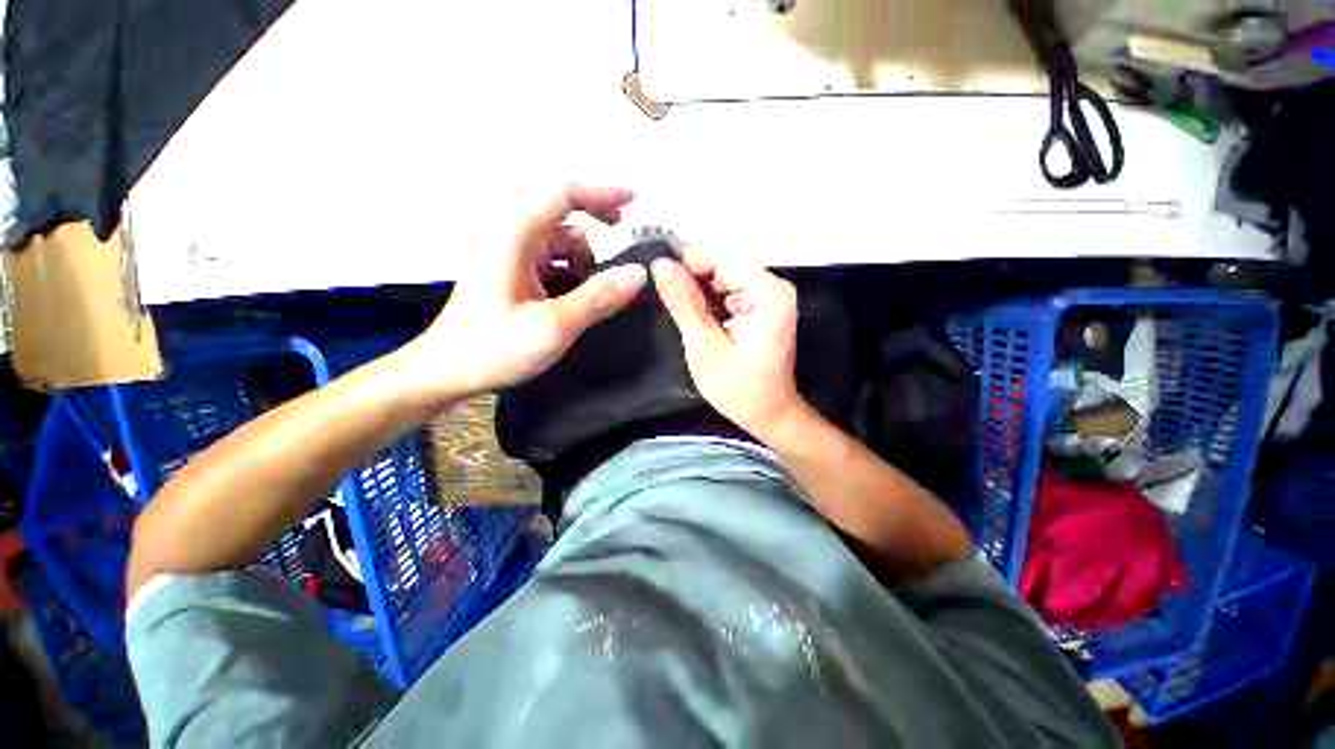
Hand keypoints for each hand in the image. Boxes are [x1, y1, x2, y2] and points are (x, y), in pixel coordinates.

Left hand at [406, 185, 647, 401]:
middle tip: (617, 251)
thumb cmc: (494, 348)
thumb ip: (598, 298)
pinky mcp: (511, 277)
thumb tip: (639, 273)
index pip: (562, 196)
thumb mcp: (554, 326)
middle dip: (594, 233)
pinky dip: (569, 274)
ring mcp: (509, 259)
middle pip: (562, 218)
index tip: (633, 202)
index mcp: (514, 238)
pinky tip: (572, 301)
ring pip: (557, 243)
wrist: (446, 373)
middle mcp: (510, 239)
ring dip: (581, 261)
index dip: (601, 194)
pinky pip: (549, 263)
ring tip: (587, 296)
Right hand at [652, 252, 804, 440]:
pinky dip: (708, 301)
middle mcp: (773, 287)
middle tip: (661, 296)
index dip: (686, 263)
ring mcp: (768, 297)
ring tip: (674, 307)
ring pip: (723, 279)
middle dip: (691, 278)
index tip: (655, 274)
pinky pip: (728, 293)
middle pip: (723, 267)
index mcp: (768, 293)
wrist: (768, 415)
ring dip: (697, 291)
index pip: (721, 259)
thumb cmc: (740, 388)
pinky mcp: (760, 308)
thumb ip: (684, 304)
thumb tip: (660, 265)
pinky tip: (692, 315)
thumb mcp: (705, 347)